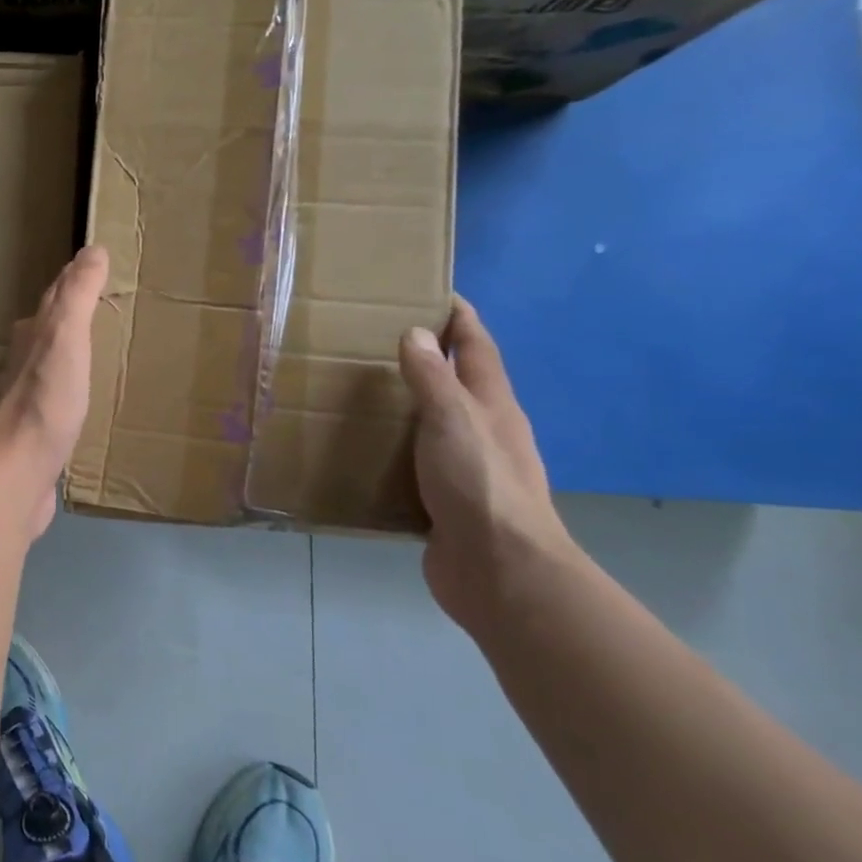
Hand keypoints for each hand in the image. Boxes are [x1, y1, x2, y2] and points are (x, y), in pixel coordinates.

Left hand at [0, 245, 110, 538]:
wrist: (16, 472)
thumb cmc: (44, 400)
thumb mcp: (65, 338)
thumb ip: (77, 296)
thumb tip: (91, 249)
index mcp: (32, 337)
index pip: (54, 298)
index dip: (74, 280)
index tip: (96, 265)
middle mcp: (23, 362)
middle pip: (48, 329)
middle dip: (70, 314)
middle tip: (100, 302)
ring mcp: (27, 400)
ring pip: (50, 364)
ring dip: (69, 352)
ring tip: (95, 347)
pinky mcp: (36, 433)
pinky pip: (57, 399)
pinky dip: (72, 390)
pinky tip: (82, 401)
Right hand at [398, 298, 578, 630]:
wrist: (500, 571)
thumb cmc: (480, 484)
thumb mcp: (454, 420)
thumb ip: (433, 378)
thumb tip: (415, 333)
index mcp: (492, 406)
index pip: (478, 347)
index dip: (460, 317)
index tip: (434, 290)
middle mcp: (484, 431)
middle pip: (460, 381)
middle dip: (430, 355)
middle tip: (379, 336)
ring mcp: (467, 467)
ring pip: (436, 422)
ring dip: (409, 402)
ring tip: (361, 387)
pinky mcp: (446, 499)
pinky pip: (416, 460)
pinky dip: (395, 445)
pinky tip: (365, 447)